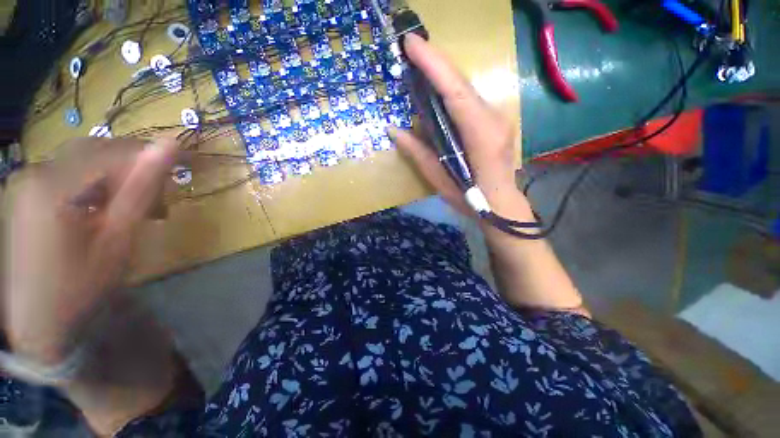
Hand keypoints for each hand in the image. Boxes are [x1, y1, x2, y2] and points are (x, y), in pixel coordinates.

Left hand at [3, 137, 176, 364]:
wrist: (37, 323)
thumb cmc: (80, 286)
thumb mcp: (118, 238)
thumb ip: (142, 188)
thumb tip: (171, 145)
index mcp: (54, 183)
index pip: (116, 152)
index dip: (153, 161)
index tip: (183, 176)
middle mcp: (37, 171)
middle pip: (99, 152)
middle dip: (135, 172)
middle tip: (159, 204)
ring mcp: (29, 181)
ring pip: (86, 163)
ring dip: (118, 181)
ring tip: (138, 212)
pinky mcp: (29, 193)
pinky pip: (71, 176)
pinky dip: (98, 188)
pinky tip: (108, 212)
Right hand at [389, 33, 530, 218]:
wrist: (500, 203)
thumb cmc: (469, 197)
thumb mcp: (439, 179)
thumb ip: (418, 152)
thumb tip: (393, 130)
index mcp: (480, 134)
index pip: (455, 91)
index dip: (434, 65)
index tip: (412, 43)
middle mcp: (493, 118)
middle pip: (461, 83)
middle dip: (435, 62)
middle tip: (410, 47)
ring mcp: (497, 117)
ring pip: (466, 88)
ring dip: (442, 73)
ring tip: (419, 63)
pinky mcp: (494, 120)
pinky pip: (469, 98)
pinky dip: (450, 88)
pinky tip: (436, 86)